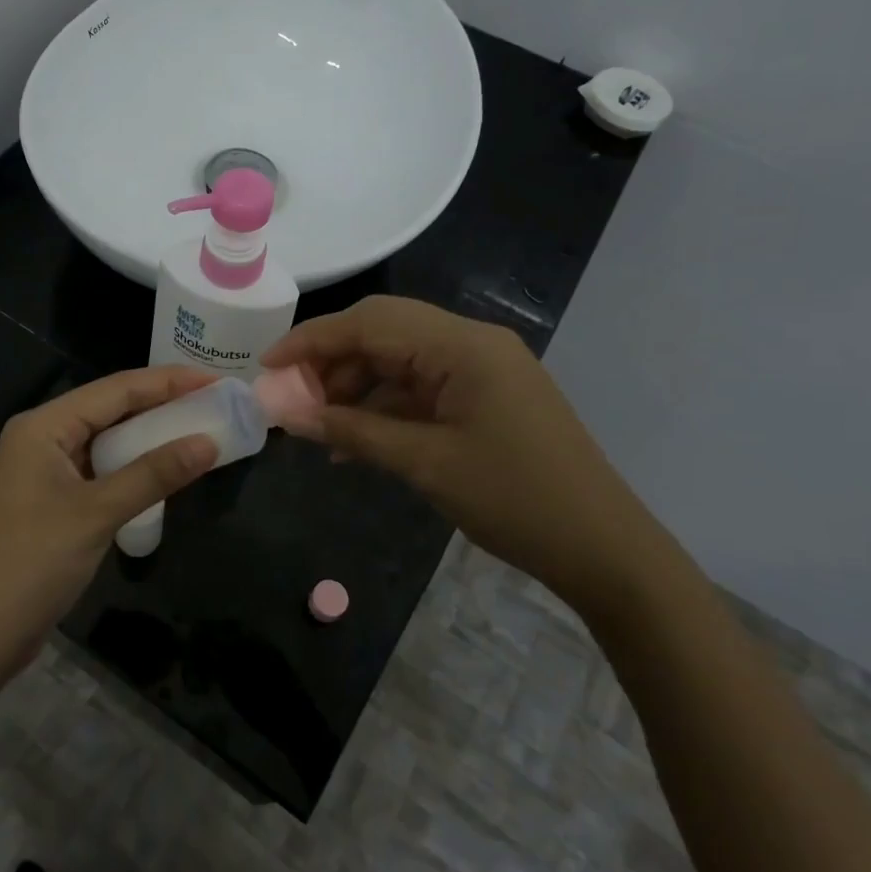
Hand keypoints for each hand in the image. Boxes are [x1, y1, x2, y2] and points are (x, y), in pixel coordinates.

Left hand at [0, 367, 219, 683]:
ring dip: (148, 438)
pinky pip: (99, 471)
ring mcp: (43, 472)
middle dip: (161, 405)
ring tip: (197, 432)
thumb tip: (208, 443)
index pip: (116, 389)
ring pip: (105, 441)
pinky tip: (161, 472)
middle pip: (110, 410)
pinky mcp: (49, 502)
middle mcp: (41, 438)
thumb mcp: (97, 514)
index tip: (215, 381)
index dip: (169, 382)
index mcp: (43, 426)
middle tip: (213, 404)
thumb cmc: (31, 564)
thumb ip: (153, 474)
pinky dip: (131, 468)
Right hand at [265, 296, 678, 620]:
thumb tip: (290, 416)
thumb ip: (354, 432)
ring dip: (355, 386)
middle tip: (290, 397)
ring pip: (398, 359)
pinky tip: (354, 441)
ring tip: (317, 425)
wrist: (604, 549)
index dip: (312, 341)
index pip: (370, 323)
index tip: (267, 366)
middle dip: (330, 361)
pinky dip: (383, 407)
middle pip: (382, 332)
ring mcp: (481, 368)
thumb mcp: (425, 464)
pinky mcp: (484, 395)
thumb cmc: (515, 500)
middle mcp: (471, 342)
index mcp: (463, 345)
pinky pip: (420, 387)